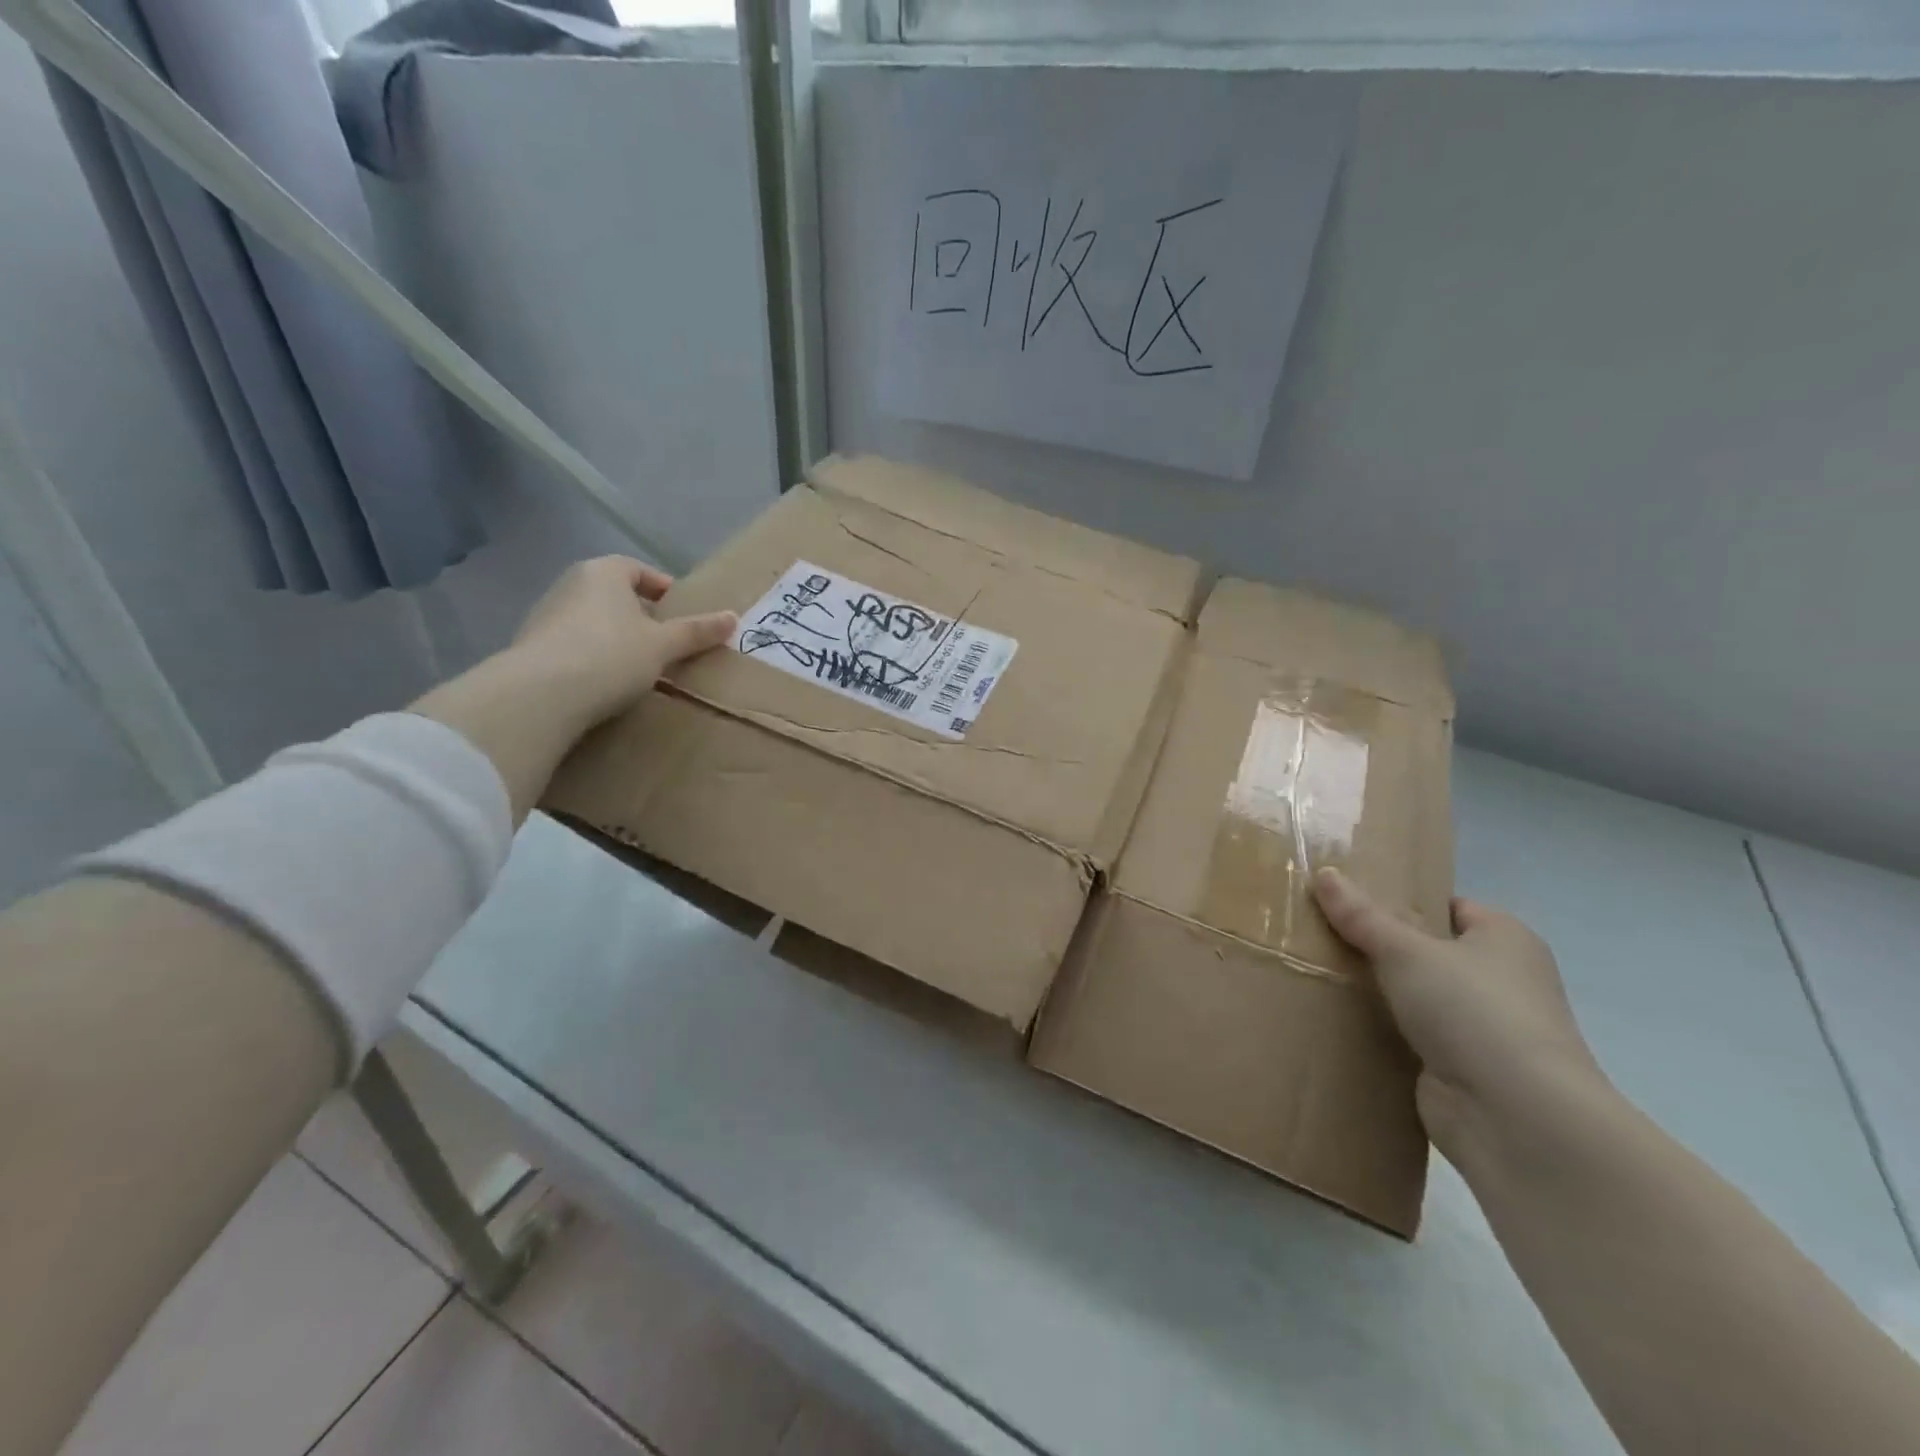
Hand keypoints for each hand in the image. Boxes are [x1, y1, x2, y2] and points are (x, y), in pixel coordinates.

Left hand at [413, 558, 735, 824]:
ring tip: (638, 665)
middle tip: (665, 641)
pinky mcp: (532, 646)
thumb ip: (697, 631)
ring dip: (615, 636)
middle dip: (640, 614)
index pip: (638, 569)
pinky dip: (592, 655)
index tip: (681, 613)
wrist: (542, 694)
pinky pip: (574, 643)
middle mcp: (570, 584)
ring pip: (593, 619)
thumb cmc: (612, 655)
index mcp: (603, 572)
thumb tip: (733, 617)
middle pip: (614, 593)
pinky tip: (606, 681)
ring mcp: (546, 614)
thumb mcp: (664, 645)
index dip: (663, 588)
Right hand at [1311, 867, 1606, 1153]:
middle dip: (1379, 946)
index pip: (1447, 906)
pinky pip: (1411, 1036)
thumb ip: (1361, 915)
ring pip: (1416, 995)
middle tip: (1322, 933)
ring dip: (1377, 991)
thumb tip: (1324, 872)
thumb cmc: (1472, 1011)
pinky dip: (1381, 1030)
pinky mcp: (1462, 1068)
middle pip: (1427, 950)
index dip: (1401, 900)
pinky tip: (1336, 1019)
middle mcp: (1502, 980)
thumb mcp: (1405, 950)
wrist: (1515, 1117)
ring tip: (1316, 970)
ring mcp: (1483, 1028)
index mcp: (1505, 938)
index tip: (1348, 900)